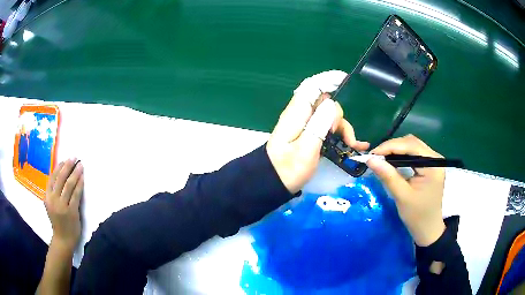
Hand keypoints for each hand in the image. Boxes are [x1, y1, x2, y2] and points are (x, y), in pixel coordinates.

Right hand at [45, 158, 83, 249]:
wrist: (63, 239)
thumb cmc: (57, 221)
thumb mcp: (51, 204)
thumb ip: (53, 192)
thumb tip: (62, 174)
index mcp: (47, 196)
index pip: (52, 177)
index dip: (59, 167)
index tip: (66, 159)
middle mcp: (53, 200)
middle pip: (61, 178)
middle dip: (68, 166)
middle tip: (75, 158)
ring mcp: (62, 206)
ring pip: (69, 185)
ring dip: (75, 173)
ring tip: (80, 165)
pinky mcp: (71, 212)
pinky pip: (76, 195)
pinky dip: (79, 185)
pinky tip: (82, 178)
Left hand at [267, 70, 368, 193]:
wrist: (273, 183)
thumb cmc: (287, 170)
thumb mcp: (305, 150)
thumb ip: (318, 126)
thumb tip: (331, 103)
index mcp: (297, 114)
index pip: (311, 87)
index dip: (327, 79)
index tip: (345, 79)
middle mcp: (301, 115)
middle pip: (324, 102)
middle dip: (338, 114)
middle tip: (342, 135)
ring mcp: (306, 124)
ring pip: (328, 115)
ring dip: (342, 127)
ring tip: (350, 144)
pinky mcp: (309, 134)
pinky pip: (326, 126)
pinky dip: (339, 132)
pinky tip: (351, 143)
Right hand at [366, 134, 444, 245]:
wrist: (428, 230)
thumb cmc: (418, 216)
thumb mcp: (402, 197)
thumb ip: (388, 176)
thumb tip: (370, 160)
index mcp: (433, 164)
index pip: (411, 145)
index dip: (390, 146)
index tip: (372, 154)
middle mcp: (435, 158)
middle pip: (412, 143)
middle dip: (392, 147)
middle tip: (375, 157)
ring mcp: (433, 161)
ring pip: (411, 146)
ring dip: (395, 150)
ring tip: (380, 159)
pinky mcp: (429, 166)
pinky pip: (413, 154)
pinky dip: (401, 156)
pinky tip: (391, 162)